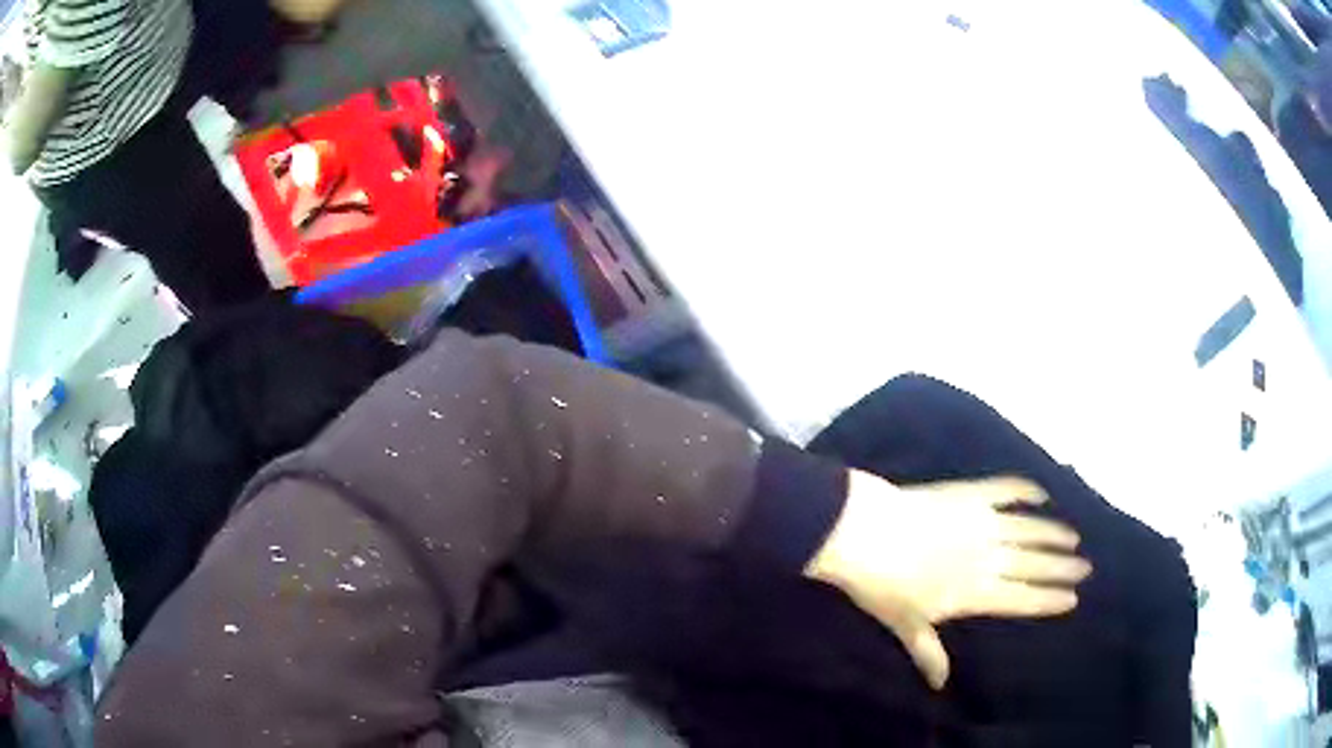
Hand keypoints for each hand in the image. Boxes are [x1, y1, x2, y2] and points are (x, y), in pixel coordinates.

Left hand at [806, 471, 1090, 689]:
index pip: (1022, 599)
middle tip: (1086, 567)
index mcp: (976, 592)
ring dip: (1053, 533)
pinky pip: (1006, 489)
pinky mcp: (970, 493)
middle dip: (1062, 568)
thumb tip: (940, 685)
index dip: (1049, 599)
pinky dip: (1026, 490)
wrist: (863, 533)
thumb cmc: (882, 586)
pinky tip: (1042, 494)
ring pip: (1029, 529)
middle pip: (1034, 564)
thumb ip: (929, 653)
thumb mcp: (906, 626)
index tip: (1073, 598)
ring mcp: (982, 522)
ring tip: (1074, 537)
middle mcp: (989, 557)